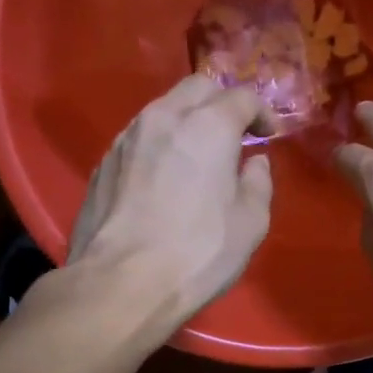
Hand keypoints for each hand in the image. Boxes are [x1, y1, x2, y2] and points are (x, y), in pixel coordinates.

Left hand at [67, 74, 274, 323]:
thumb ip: (258, 182)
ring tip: (197, 156)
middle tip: (234, 134)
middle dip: (221, 102)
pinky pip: (139, 138)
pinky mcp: (103, 163)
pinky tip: (163, 178)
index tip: (269, 136)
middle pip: (197, 87)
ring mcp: (127, 138)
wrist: (121, 284)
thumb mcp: (251, 223)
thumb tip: (253, 162)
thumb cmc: (198, 253)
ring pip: (163, 108)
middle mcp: (164, 117)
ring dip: (187, 121)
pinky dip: (159, 145)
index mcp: (208, 126)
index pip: (242, 97)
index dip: (262, 113)